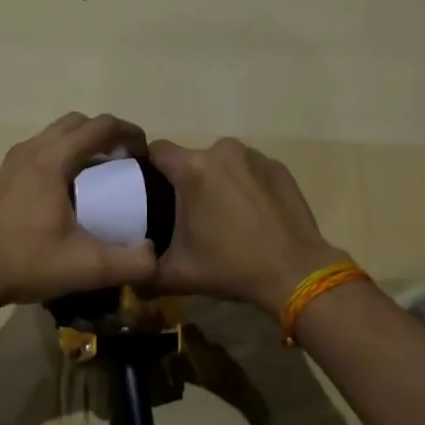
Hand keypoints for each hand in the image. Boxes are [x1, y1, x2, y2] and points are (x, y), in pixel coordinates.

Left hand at [0, 113, 157, 309]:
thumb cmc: (26, 262)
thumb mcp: (87, 268)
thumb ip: (131, 263)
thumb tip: (155, 255)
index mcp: (53, 161)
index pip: (101, 126)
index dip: (130, 134)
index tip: (145, 157)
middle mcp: (33, 150)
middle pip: (79, 122)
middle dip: (108, 135)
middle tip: (125, 163)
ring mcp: (15, 160)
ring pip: (58, 133)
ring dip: (84, 143)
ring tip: (102, 175)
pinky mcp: (5, 175)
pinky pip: (44, 148)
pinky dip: (65, 155)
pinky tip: (71, 190)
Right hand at [148, 138, 348, 317]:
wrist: (295, 272)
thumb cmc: (231, 267)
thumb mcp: (177, 273)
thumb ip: (144, 269)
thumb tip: (129, 270)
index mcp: (193, 169)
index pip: (157, 150)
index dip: (147, 167)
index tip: (146, 190)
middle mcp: (223, 151)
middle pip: (191, 159)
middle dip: (186, 181)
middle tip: (187, 213)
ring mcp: (255, 156)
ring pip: (221, 163)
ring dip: (216, 181)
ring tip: (222, 215)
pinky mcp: (278, 167)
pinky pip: (249, 170)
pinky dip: (244, 185)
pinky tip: (250, 214)